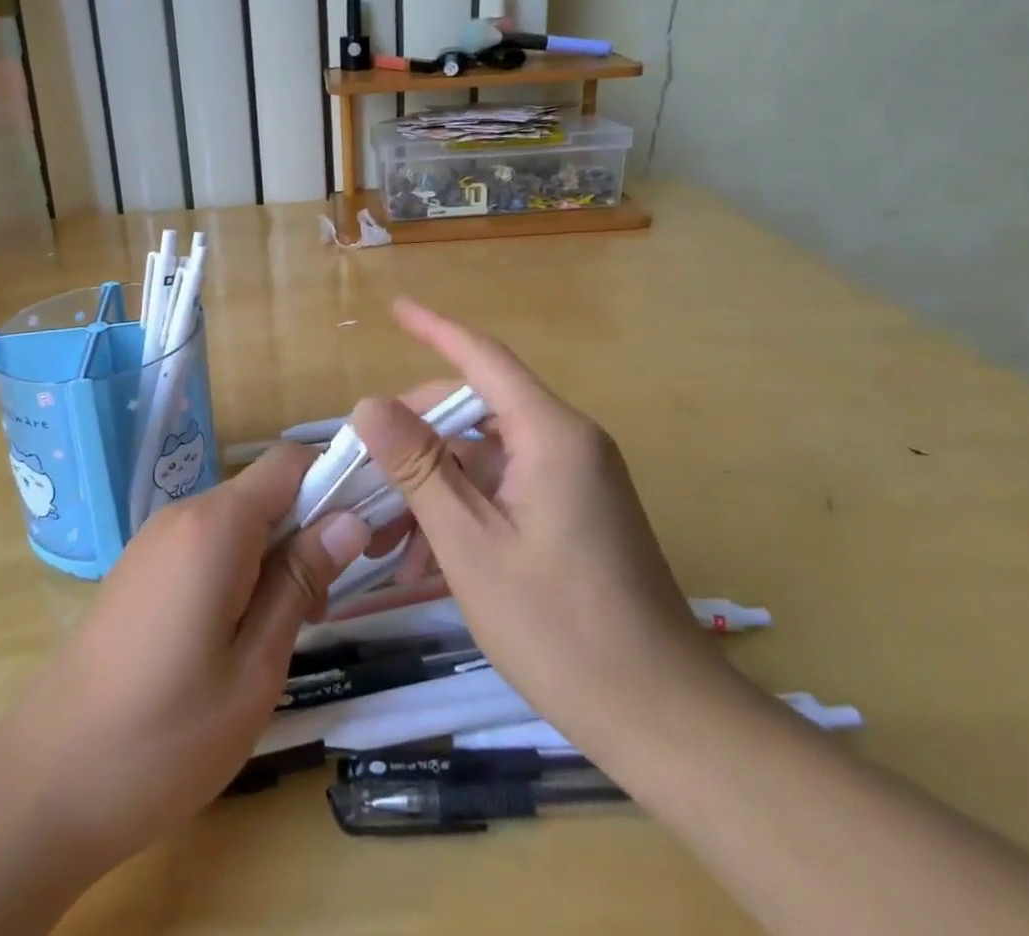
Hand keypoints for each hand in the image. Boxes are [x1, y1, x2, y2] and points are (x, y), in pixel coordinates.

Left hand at [0, 445, 369, 870]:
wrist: (43, 784)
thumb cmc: (164, 736)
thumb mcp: (254, 667)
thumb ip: (301, 582)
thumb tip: (350, 519)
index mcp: (216, 526)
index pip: (290, 462)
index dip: (336, 480)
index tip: (368, 530)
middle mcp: (184, 514)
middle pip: (265, 490)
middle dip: (310, 526)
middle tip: (331, 598)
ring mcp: (156, 540)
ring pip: (239, 519)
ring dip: (276, 552)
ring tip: (291, 624)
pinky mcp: (141, 568)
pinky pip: (208, 543)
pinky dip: (240, 566)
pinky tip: (240, 631)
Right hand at [351, 300, 725, 761]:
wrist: (664, 718)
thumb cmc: (560, 628)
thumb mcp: (471, 545)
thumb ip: (418, 467)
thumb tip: (368, 403)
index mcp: (551, 434)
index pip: (483, 357)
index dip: (435, 329)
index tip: (395, 309)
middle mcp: (568, 442)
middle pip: (478, 409)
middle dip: (417, 435)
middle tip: (365, 468)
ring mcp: (575, 479)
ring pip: (486, 457)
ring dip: (434, 486)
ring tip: (384, 536)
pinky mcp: (576, 512)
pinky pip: (507, 489)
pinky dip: (464, 511)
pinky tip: (425, 563)